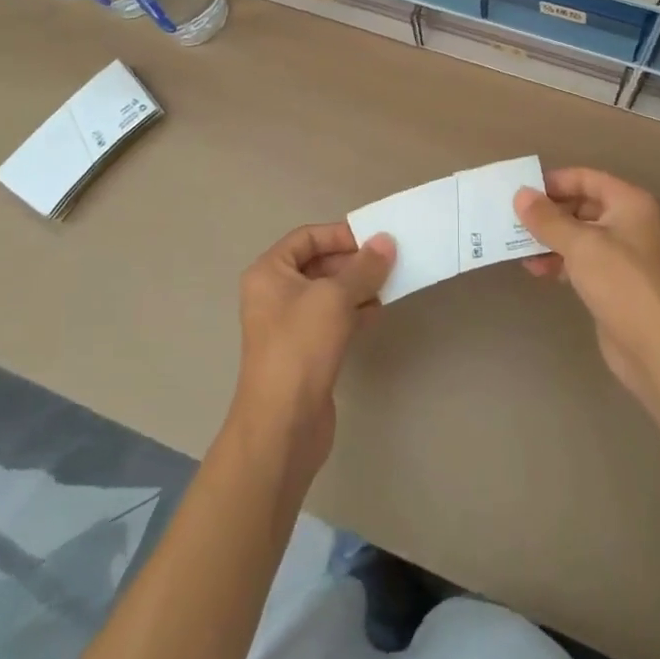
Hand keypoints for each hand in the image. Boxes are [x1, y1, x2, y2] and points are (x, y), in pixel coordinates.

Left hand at [230, 223, 395, 477]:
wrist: (283, 424)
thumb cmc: (301, 346)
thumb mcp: (335, 297)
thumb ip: (364, 267)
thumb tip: (386, 241)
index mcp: (269, 272)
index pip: (307, 237)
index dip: (340, 234)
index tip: (375, 239)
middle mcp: (274, 294)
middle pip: (319, 264)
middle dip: (353, 262)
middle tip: (389, 261)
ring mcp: (289, 325)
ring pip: (328, 293)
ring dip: (358, 287)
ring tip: (390, 285)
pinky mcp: (305, 352)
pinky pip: (332, 320)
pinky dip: (354, 311)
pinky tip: (377, 312)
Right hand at [516, 169, 659, 411]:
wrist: (659, 350)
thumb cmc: (622, 284)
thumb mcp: (581, 245)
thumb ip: (548, 219)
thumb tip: (520, 195)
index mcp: (628, 203)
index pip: (585, 178)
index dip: (553, 182)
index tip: (520, 191)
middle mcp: (627, 223)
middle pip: (580, 205)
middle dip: (548, 212)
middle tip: (512, 219)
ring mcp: (621, 254)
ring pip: (577, 235)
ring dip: (549, 239)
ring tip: (517, 247)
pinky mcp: (612, 283)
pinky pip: (580, 261)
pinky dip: (558, 261)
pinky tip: (536, 270)